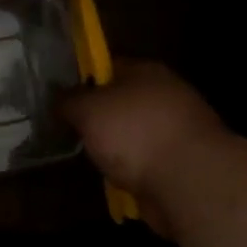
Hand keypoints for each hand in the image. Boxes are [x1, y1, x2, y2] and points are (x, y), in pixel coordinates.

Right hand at [62, 60, 225, 236]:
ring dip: (117, 148)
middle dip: (100, 118)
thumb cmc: (134, 132)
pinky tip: (116, 180)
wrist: (189, 181)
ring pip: (135, 134)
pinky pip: (147, 162)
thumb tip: (58, 98)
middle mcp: (165, 95)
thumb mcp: (87, 109)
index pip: (109, 66)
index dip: (84, 80)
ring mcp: (178, 130)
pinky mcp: (183, 163)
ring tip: (92, 161)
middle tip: (72, 131)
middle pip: (123, 101)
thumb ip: (68, 100)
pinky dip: (133, 171)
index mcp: (146, 71)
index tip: (62, 98)